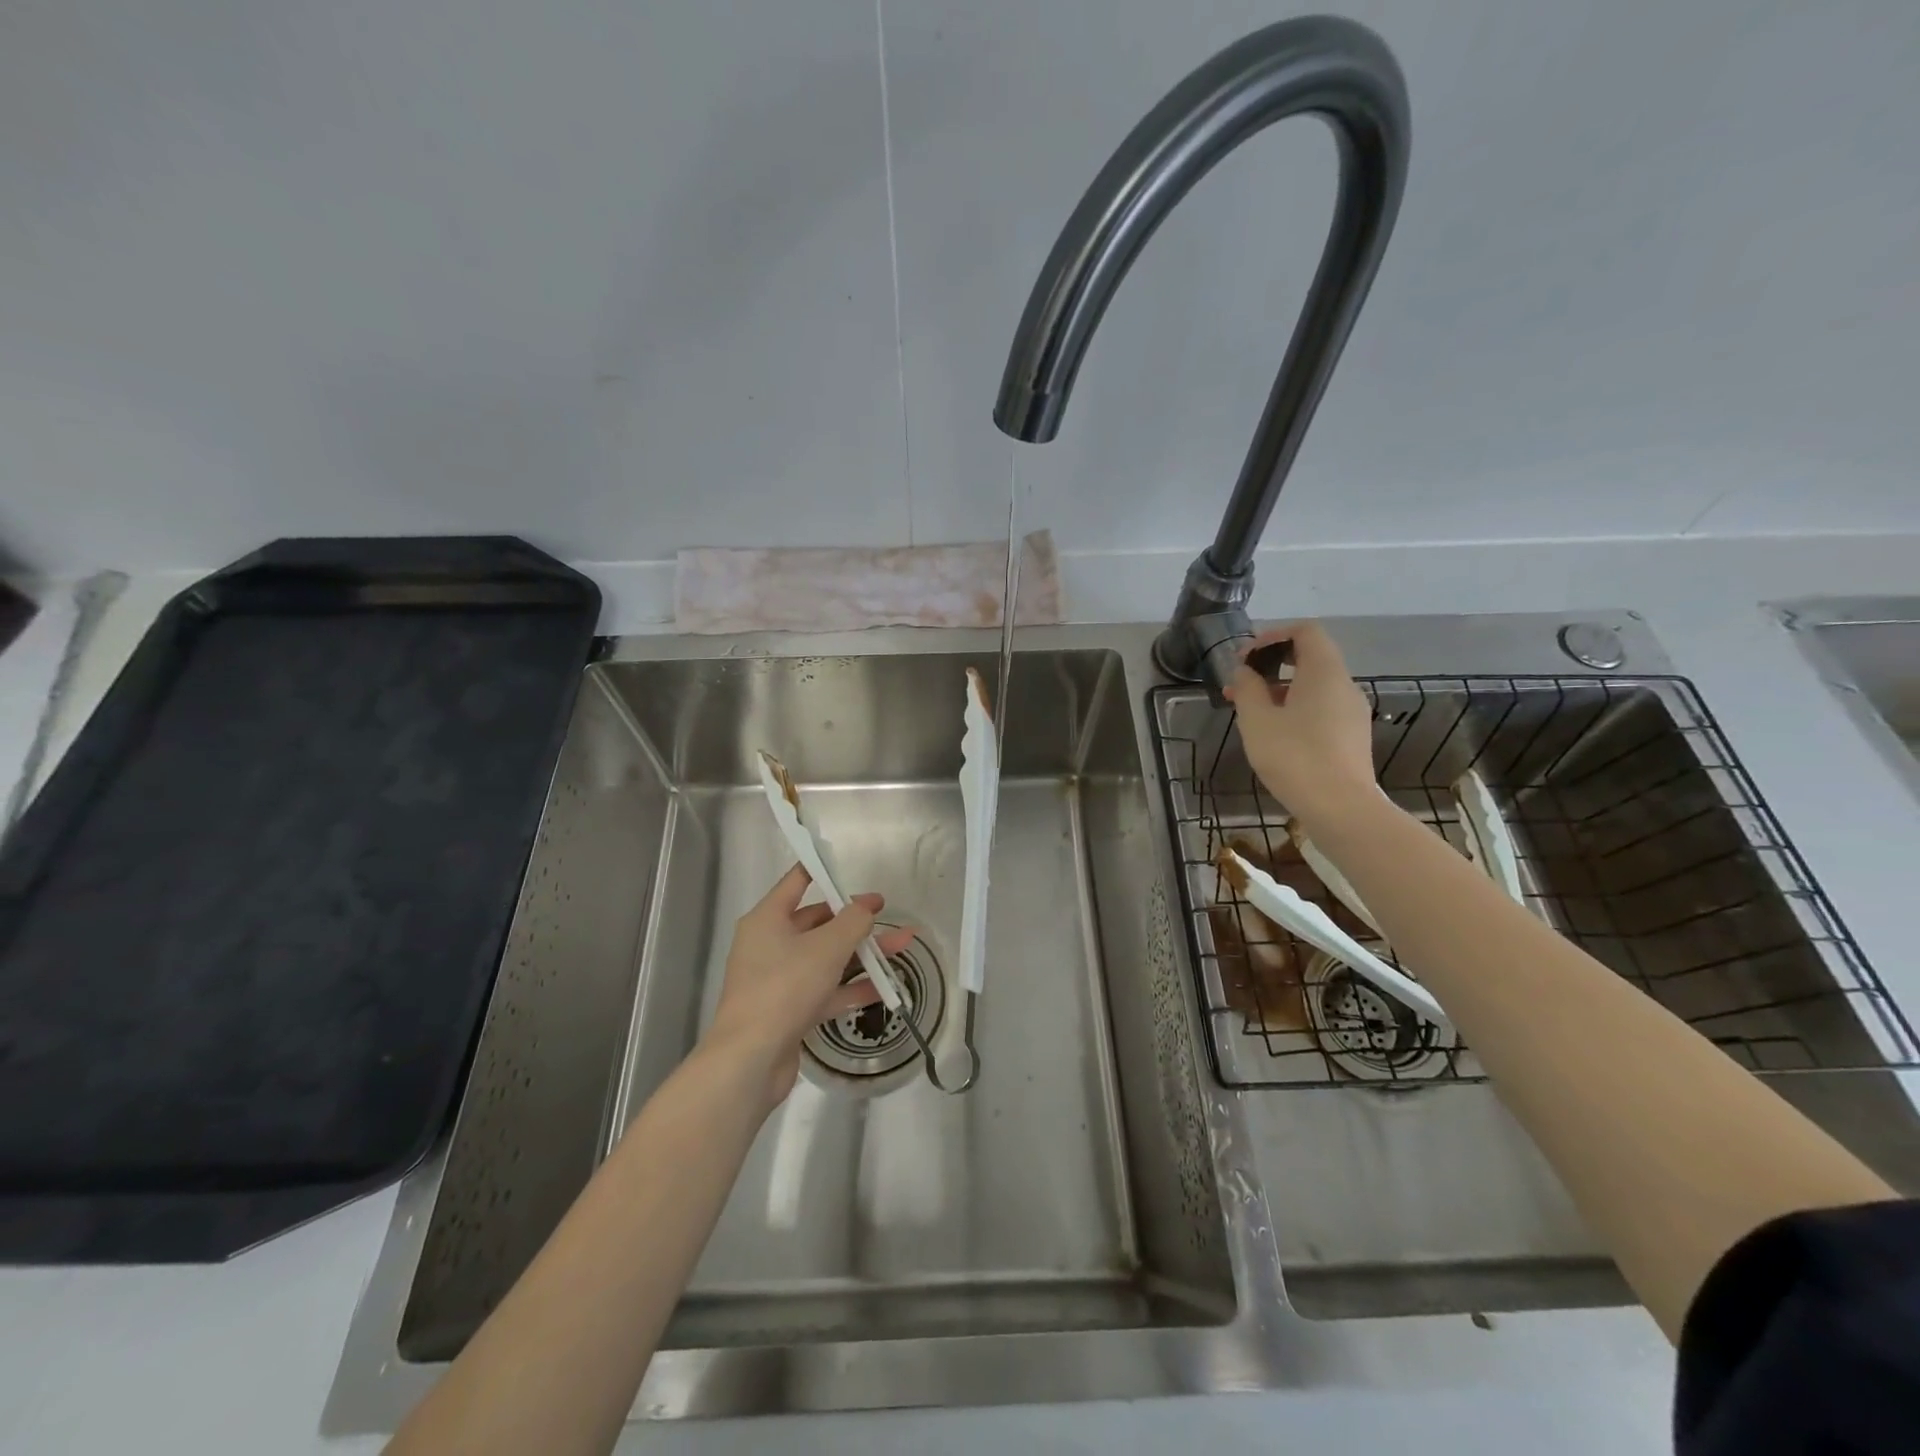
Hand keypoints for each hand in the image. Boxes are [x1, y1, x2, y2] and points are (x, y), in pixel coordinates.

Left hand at [704, 864, 915, 1108]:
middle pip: (816, 922)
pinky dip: (853, 987)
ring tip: (902, 945)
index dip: (822, 871)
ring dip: (862, 953)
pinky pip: (827, 990)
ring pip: (826, 958)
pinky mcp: (790, 1011)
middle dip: (853, 919)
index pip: (795, 882)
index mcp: (767, 920)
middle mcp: (769, 945)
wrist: (751, 1060)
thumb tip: (866, 908)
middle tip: (884, 914)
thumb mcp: (827, 946)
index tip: (847, 866)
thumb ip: (853, 921)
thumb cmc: (785, 987)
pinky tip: (887, 987)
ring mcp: (779, 980)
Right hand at [1224, 621, 1377, 826]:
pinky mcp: (1352, 737)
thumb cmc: (1294, 757)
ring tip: (1249, 713)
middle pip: (1310, 658)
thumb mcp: (1257, 720)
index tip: (1245, 658)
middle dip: (1271, 665)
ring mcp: (1352, 713)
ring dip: (1280, 690)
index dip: (1273, 636)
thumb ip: (1247, 688)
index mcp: (1325, 672)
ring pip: (1314, 687)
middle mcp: (1345, 686)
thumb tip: (1244, 671)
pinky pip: (1321, 709)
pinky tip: (1274, 735)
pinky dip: (1295, 709)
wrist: (1341, 808)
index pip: (1306, 632)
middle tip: (1239, 685)